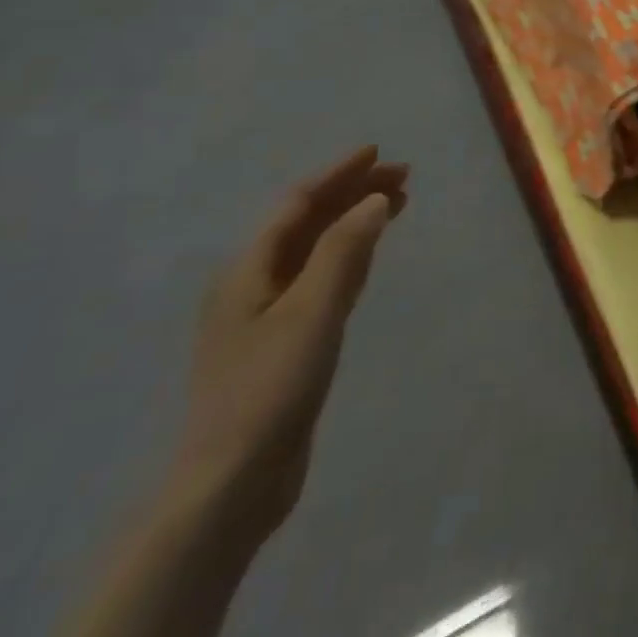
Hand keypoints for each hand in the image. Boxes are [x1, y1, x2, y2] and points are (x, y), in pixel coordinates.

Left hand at [167, 146, 407, 543]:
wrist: (232, 483)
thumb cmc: (269, 388)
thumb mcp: (312, 312)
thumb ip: (344, 251)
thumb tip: (374, 200)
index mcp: (248, 271)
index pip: (298, 204)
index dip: (338, 175)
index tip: (379, 153)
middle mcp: (253, 285)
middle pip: (307, 224)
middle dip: (352, 195)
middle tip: (404, 178)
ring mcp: (267, 316)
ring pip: (316, 251)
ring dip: (354, 223)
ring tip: (395, 205)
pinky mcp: (285, 343)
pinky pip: (321, 280)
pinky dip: (349, 257)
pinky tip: (367, 258)